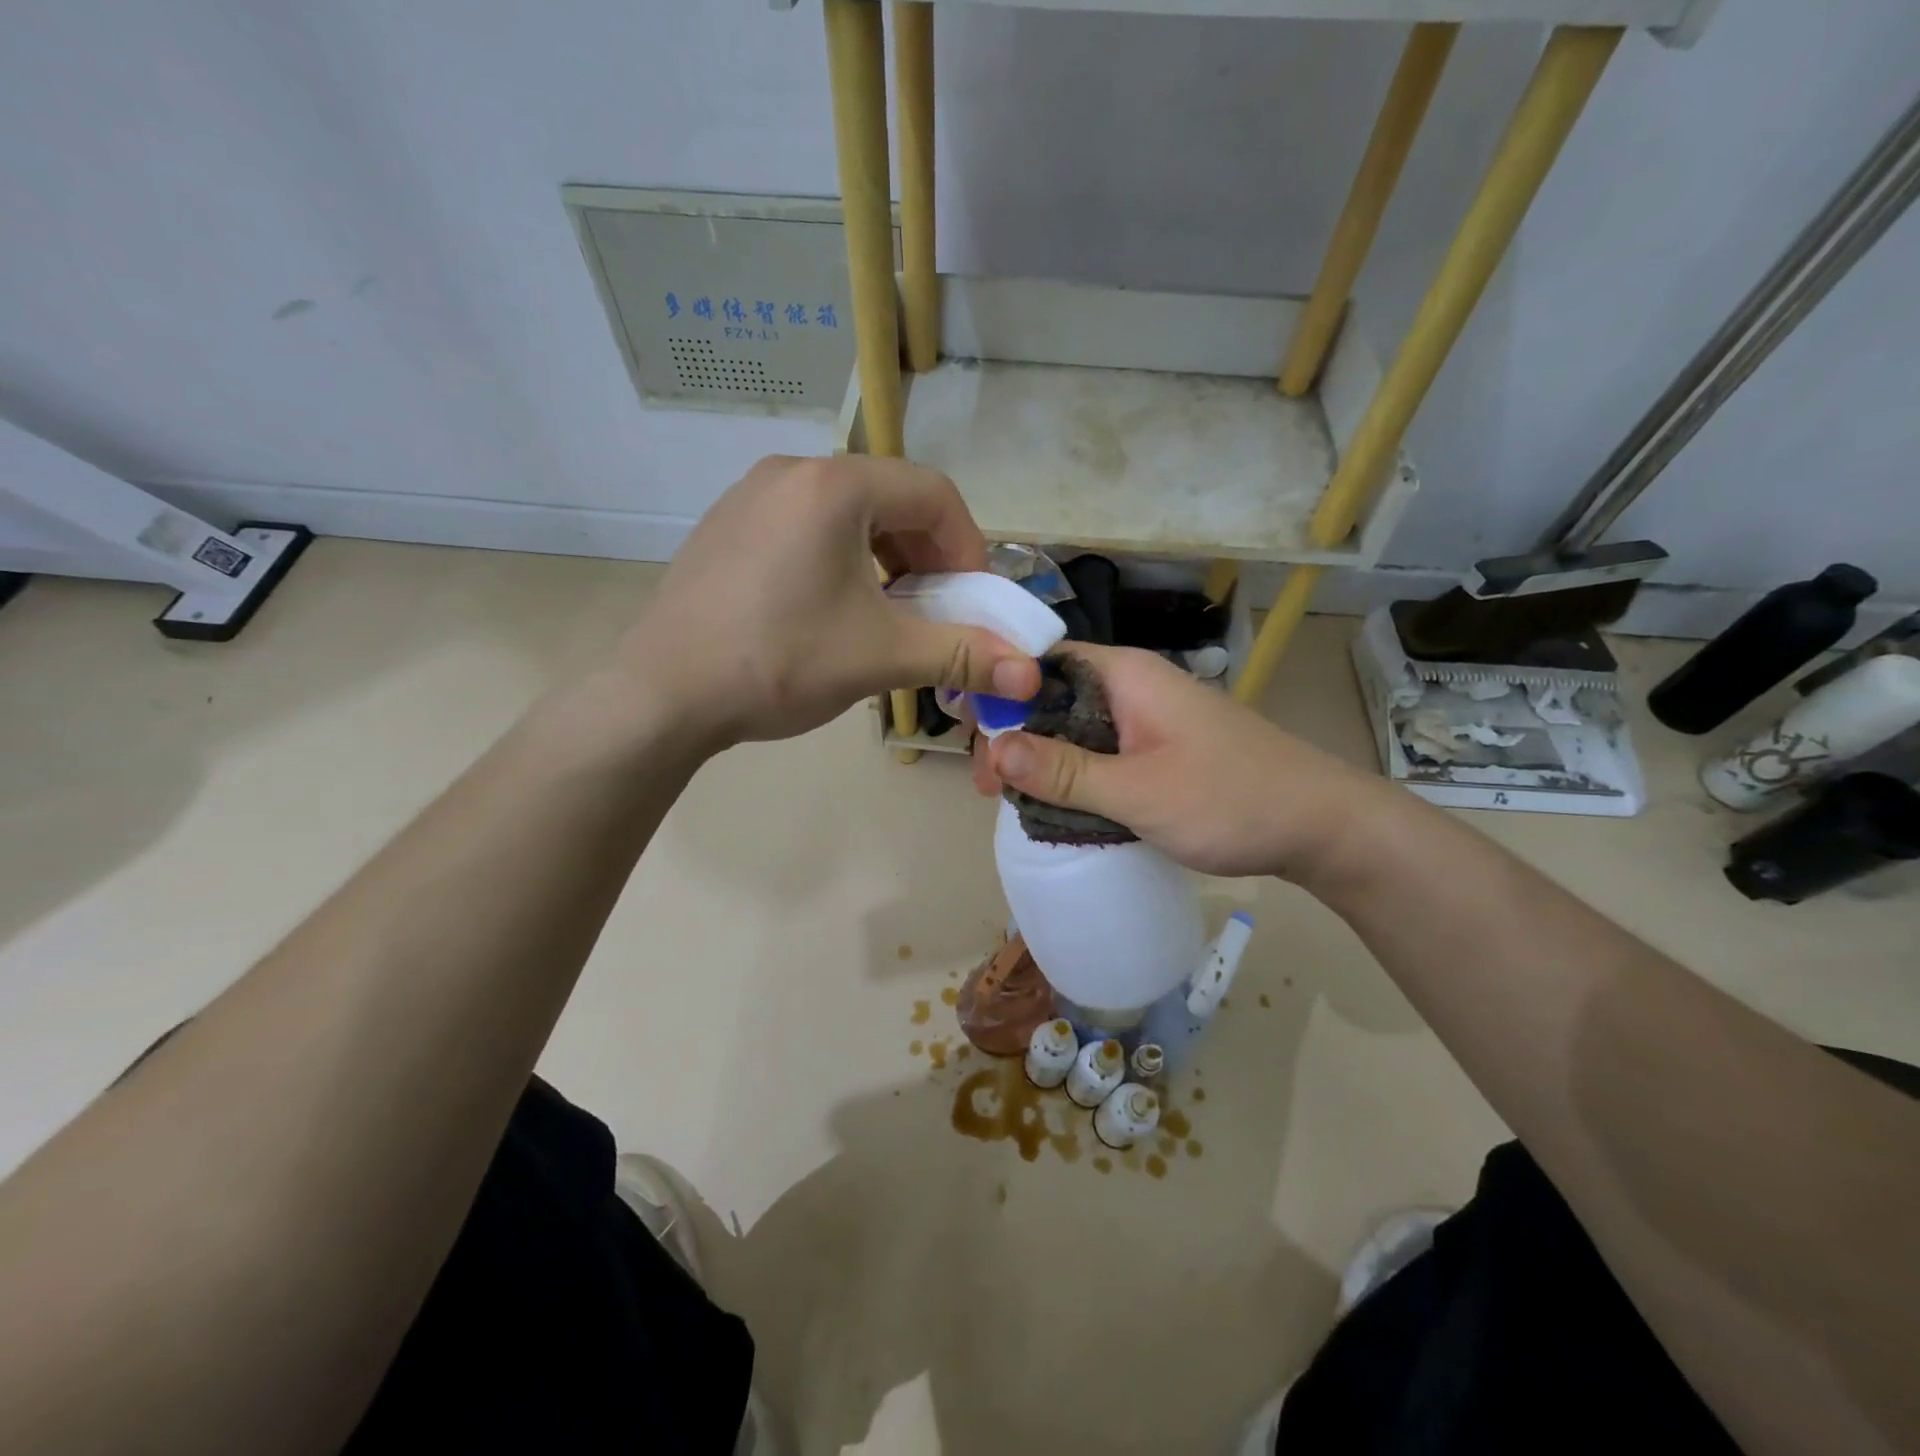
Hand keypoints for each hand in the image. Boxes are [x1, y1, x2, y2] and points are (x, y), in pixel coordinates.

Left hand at [622, 455, 1041, 747]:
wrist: (662, 695)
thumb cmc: (779, 663)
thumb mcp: (881, 656)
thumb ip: (962, 654)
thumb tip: (1032, 674)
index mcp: (835, 486)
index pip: (935, 495)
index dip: (969, 550)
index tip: (973, 603)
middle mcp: (793, 471)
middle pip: (892, 500)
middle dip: (928, 557)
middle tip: (935, 612)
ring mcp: (752, 495)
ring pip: (849, 515)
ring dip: (886, 561)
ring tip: (887, 615)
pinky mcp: (729, 526)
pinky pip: (807, 528)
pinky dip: (841, 561)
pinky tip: (832, 611)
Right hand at [978, 644, 1388, 881]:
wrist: (1321, 827)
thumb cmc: (1230, 799)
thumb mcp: (1138, 791)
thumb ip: (1065, 771)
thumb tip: (995, 747)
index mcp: (1125, 675)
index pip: (1040, 663)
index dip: (999, 693)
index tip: (972, 739)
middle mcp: (1132, 686)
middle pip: (1052, 697)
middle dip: (1014, 736)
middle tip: (988, 788)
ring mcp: (1148, 718)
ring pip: (1074, 728)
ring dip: (1041, 759)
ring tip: (1009, 799)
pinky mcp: (1160, 749)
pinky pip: (1100, 751)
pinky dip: (1073, 774)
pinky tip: (1054, 804)